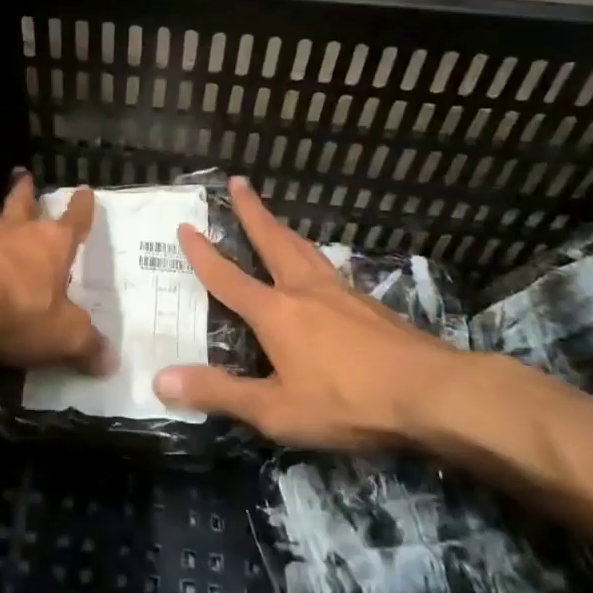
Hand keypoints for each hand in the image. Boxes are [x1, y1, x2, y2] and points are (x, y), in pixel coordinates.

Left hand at [0, 173, 109, 370]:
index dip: (81, 207)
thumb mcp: (64, 335)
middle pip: (24, 206)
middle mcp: (18, 235)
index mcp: (53, 244)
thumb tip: (110, 361)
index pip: (74, 220)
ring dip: (1, 221)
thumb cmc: (19, 311)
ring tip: (1, 219)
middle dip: (27, 194)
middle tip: (24, 178)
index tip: (84, 190)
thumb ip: (87, 345)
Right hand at [155, 176, 479, 448]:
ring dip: (283, 228)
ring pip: (305, 249)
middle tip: (240, 182)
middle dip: (252, 212)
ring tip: (273, 217)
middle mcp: (304, 291)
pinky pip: (329, 268)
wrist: (432, 392)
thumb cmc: (348, 402)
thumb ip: (219, 393)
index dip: (203, 254)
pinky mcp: (370, 304)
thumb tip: (160, 379)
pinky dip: (312, 256)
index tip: (186, 227)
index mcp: (276, 312)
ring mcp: (341, 293)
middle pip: (273, 241)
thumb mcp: (276, 409)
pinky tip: (320, 269)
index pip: (228, 277)